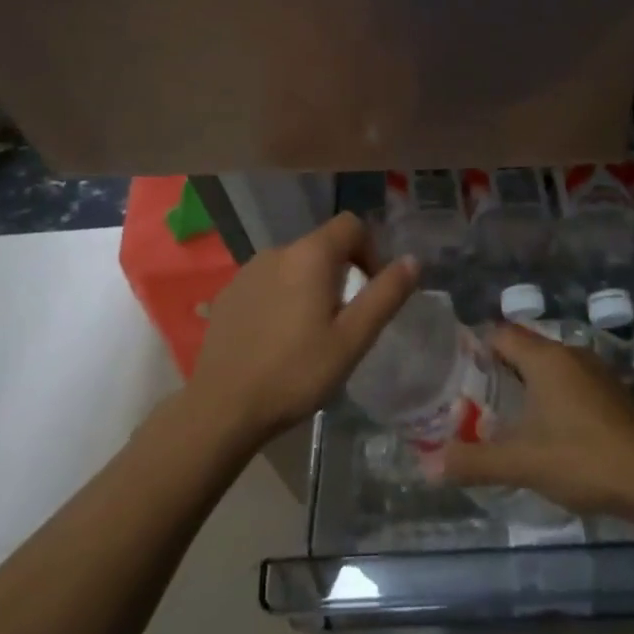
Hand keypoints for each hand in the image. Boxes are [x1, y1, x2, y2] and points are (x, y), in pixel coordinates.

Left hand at [186, 212, 417, 447]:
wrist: (221, 408)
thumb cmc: (296, 372)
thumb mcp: (352, 339)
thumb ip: (385, 295)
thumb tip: (412, 260)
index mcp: (310, 255)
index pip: (351, 225)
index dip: (370, 251)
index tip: (370, 289)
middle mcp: (277, 251)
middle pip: (322, 246)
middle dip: (341, 273)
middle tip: (344, 320)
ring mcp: (247, 271)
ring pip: (294, 266)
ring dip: (310, 286)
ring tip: (310, 333)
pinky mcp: (227, 294)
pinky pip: (267, 283)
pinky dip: (282, 298)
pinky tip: (277, 339)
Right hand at [438, 325, 633, 517]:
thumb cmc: (583, 458)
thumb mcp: (522, 462)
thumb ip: (474, 462)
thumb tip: (427, 467)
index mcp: (545, 357)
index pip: (500, 333)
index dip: (476, 348)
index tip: (456, 374)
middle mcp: (570, 353)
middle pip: (524, 348)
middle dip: (499, 370)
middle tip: (473, 399)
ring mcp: (596, 371)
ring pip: (550, 366)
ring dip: (528, 385)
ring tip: (505, 416)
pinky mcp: (613, 392)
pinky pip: (571, 382)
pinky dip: (554, 397)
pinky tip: (548, 429)